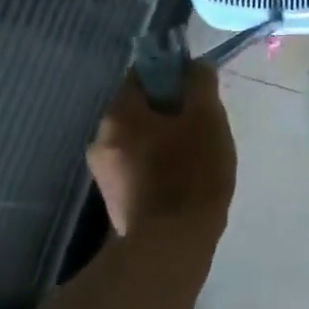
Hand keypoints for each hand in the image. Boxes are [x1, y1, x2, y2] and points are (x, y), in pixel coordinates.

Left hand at [87, 61, 236, 236]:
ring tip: (200, 155)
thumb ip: (201, 85)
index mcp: (119, 114)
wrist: (171, 243)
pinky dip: (161, 163)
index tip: (199, 90)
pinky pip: (140, 165)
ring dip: (167, 138)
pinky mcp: (115, 198)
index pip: (142, 75)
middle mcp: (101, 138)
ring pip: (141, 138)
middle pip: (140, 109)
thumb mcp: (207, 119)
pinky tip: (186, 179)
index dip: (173, 74)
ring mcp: (104, 172)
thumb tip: (195, 66)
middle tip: (206, 124)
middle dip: (172, 111)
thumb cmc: (192, 173)